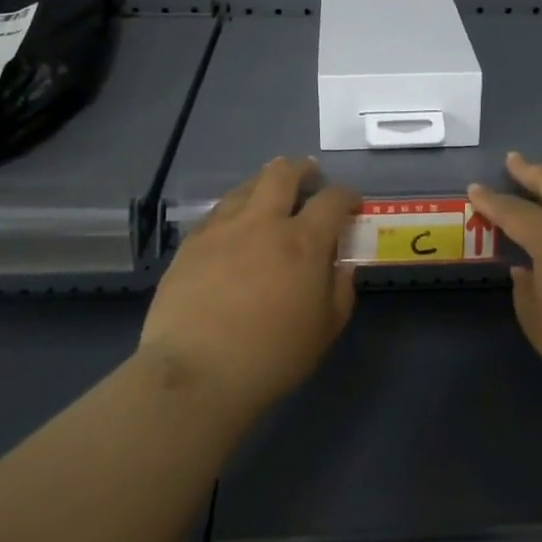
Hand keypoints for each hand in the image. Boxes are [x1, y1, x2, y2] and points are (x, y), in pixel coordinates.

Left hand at [138, 157, 358, 411]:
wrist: (196, 372)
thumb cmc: (271, 356)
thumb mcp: (325, 329)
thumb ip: (340, 289)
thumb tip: (341, 264)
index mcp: (303, 242)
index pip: (332, 200)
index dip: (346, 195)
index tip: (351, 204)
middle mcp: (262, 223)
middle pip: (282, 174)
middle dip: (301, 169)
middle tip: (309, 176)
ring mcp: (222, 229)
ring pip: (246, 187)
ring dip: (264, 184)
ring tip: (270, 195)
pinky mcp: (191, 243)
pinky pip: (217, 212)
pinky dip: (234, 210)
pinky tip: (234, 226)